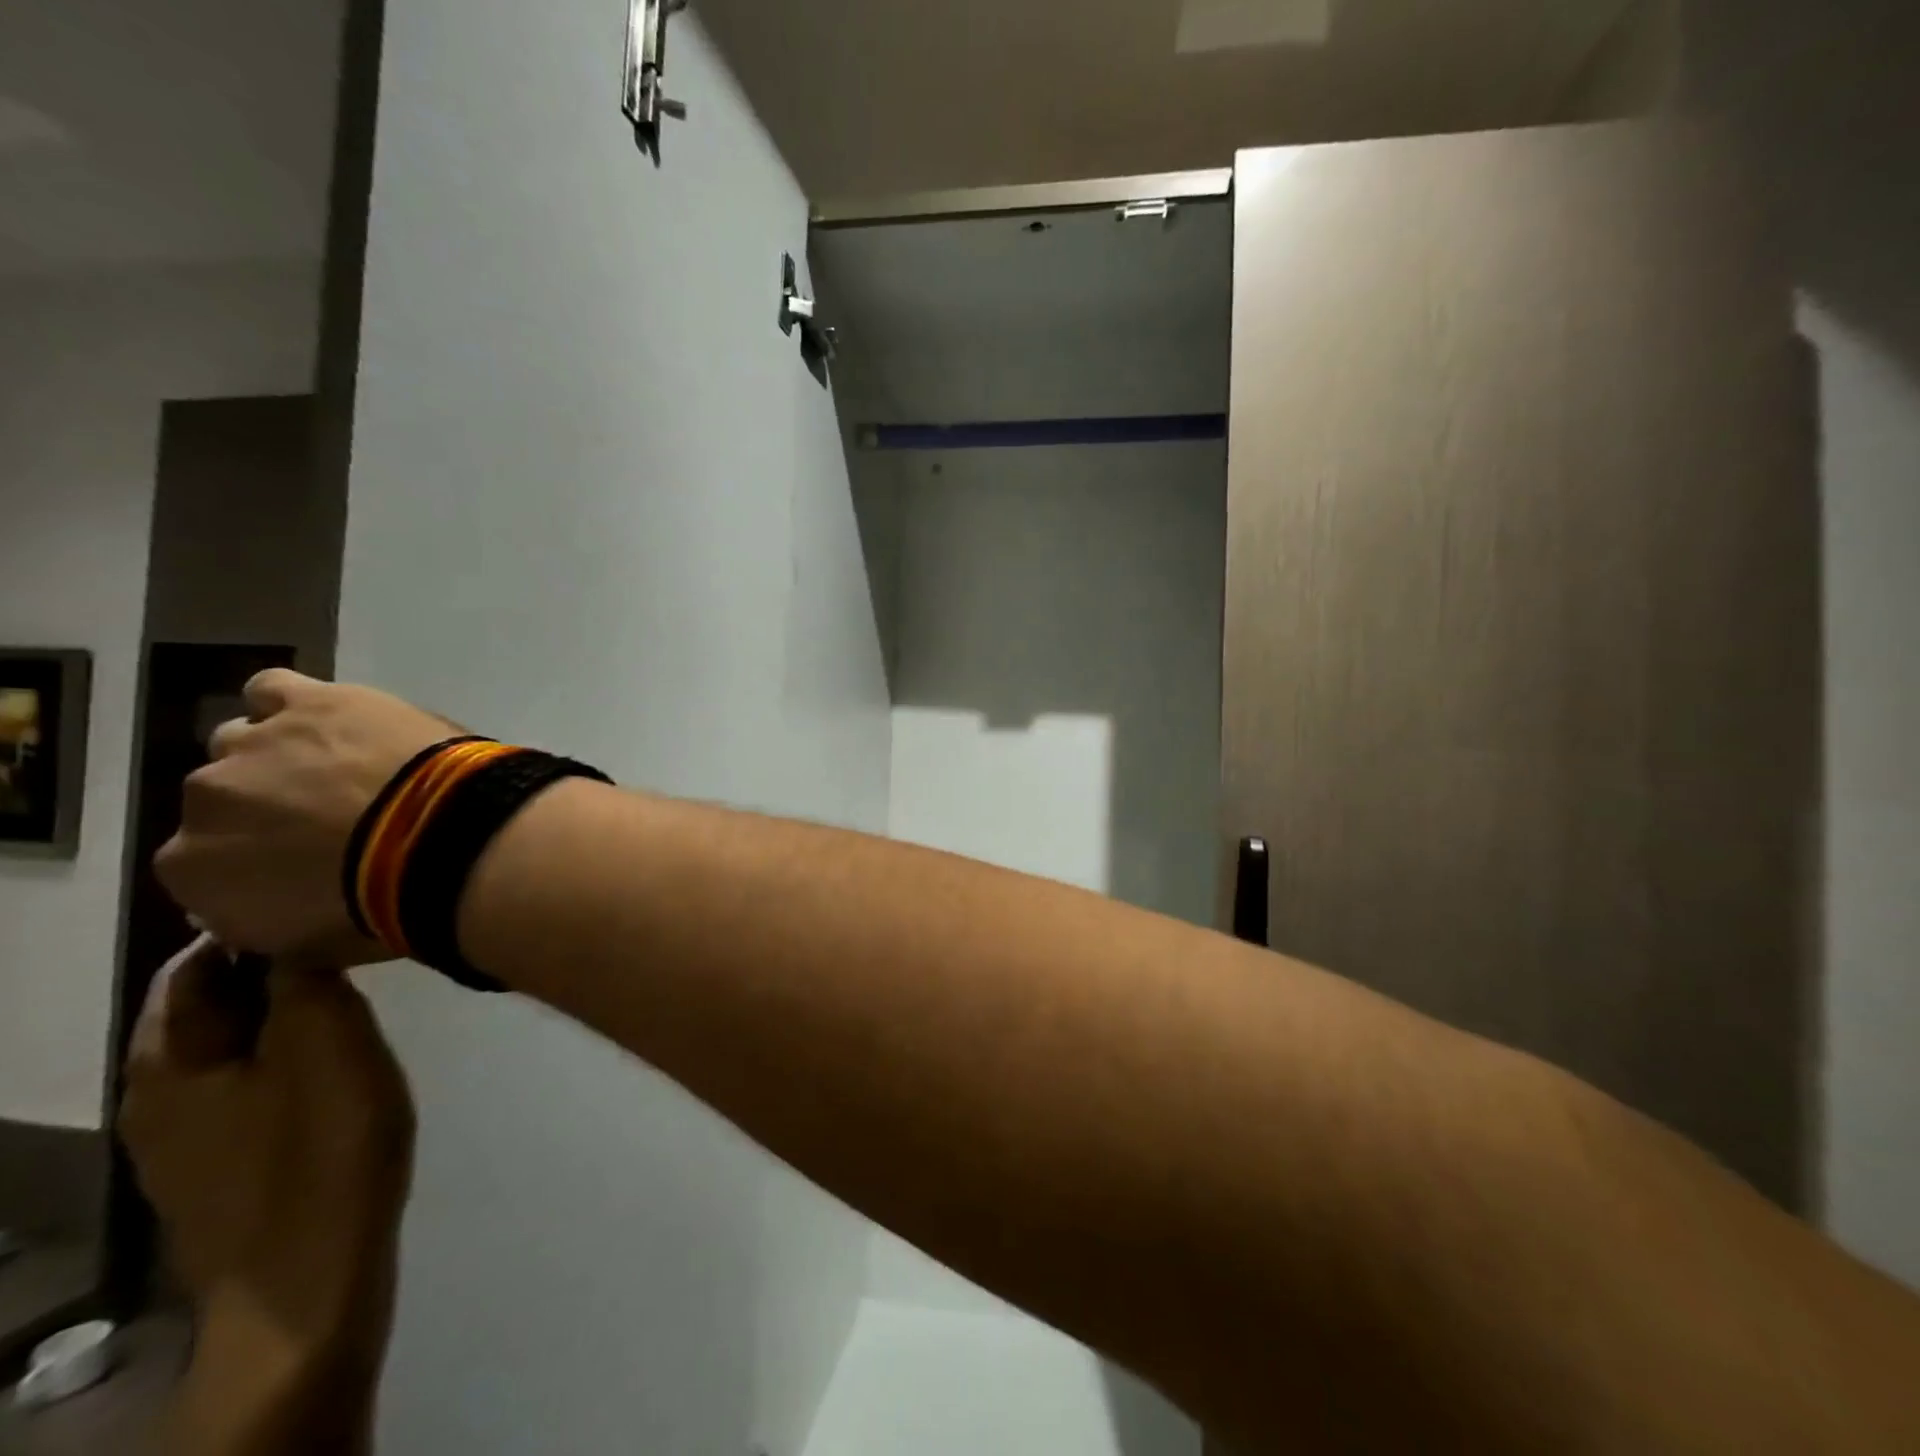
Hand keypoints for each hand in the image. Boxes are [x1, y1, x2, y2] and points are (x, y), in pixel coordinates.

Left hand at [120, 937, 414, 1452]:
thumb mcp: (326, 1040)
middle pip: (207, 1006)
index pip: (193, 965)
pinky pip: (245, 1083)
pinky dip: (284, 1055)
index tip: (320, 907)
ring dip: (282, 1013)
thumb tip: (290, 930)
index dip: (251, 928)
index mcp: (168, 1060)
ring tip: (350, 996)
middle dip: (270, 970)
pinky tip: (334, 1059)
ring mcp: (183, 1138)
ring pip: (229, 1046)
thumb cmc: (320, 1147)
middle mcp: (155, 1095)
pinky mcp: (219, 1165)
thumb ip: (302, 978)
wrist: (307, 1277)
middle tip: (347, 949)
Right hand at [156, 670, 455, 962]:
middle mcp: (202, 798)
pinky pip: (275, 688)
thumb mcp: (309, 946)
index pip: (204, 862)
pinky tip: (331, 716)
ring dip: (287, 755)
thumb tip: (260, 905)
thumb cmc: (383, 907)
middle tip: (339, 815)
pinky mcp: (309, 701)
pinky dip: (295, 701)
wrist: (442, 841)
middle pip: (229, 796)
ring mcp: (253, 744)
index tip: (306, 860)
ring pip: (247, 741)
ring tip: (346, 768)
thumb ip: (264, 922)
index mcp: (190, 870)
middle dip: (274, 806)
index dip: (257, 858)